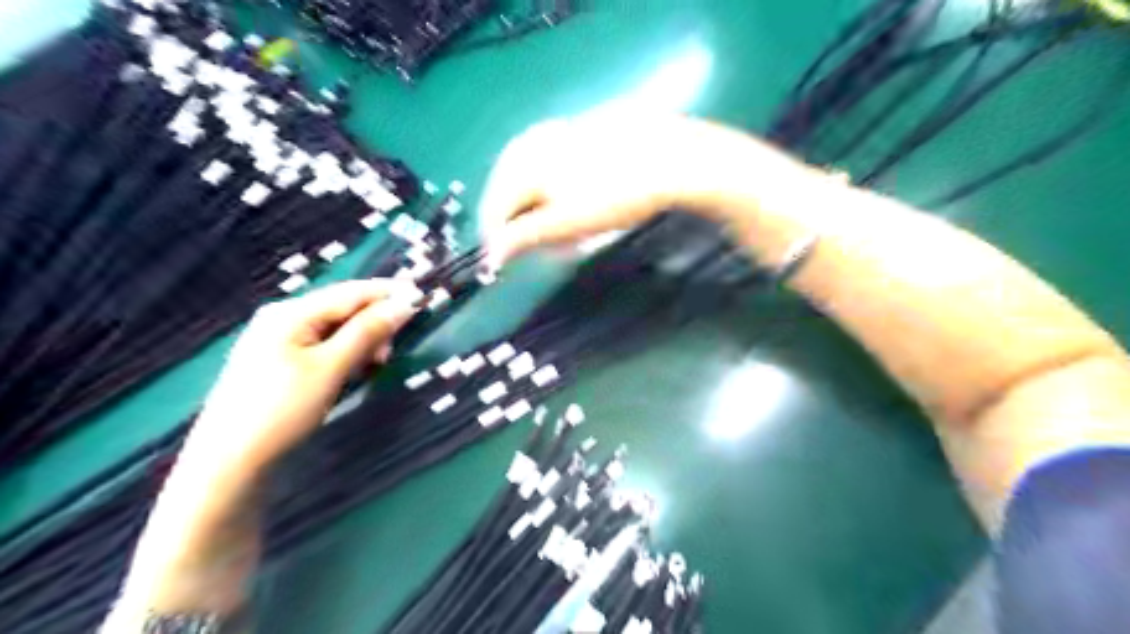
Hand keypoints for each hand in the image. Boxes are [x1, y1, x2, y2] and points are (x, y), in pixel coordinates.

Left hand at [184, 281, 421, 477]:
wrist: (228, 462)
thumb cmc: (281, 409)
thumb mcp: (330, 367)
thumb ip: (368, 332)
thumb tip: (404, 303)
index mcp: (292, 312)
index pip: (352, 292)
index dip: (390, 293)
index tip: (424, 299)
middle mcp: (284, 317)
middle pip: (344, 308)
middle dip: (375, 322)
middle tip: (392, 352)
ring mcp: (279, 339)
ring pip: (336, 328)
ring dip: (363, 341)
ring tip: (375, 366)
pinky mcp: (280, 361)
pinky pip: (324, 345)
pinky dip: (346, 353)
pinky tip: (353, 370)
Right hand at [477, 110, 776, 266]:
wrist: (671, 158)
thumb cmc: (615, 194)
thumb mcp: (566, 222)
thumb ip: (524, 237)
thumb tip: (492, 254)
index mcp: (524, 162)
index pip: (494, 204)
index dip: (496, 236)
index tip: (501, 260)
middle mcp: (535, 141)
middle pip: (512, 188)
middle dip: (519, 220)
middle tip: (533, 245)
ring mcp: (562, 131)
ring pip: (534, 176)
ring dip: (540, 206)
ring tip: (559, 228)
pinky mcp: (586, 132)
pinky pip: (557, 164)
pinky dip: (559, 188)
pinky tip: (577, 197)